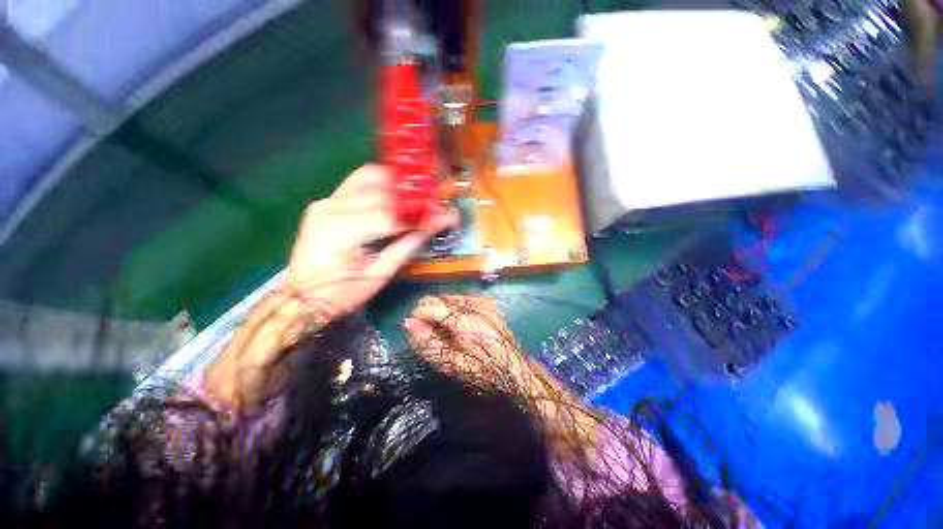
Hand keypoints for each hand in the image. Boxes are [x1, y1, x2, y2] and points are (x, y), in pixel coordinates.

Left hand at [286, 165, 456, 321]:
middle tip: (437, 206)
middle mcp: (331, 208)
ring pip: (368, 178)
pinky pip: (357, 184)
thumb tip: (432, 228)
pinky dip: (381, 185)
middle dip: (415, 200)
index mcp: (342, 232)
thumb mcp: (378, 276)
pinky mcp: (325, 203)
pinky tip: (397, 193)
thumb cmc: (340, 295)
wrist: (298, 299)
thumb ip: (406, 247)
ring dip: (398, 185)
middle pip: (383, 195)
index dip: (423, 216)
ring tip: (420, 196)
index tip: (447, 217)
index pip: (392, 217)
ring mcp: (325, 202)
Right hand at [404, 295, 519, 383]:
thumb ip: (429, 343)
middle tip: (427, 329)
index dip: (419, 315)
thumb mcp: (453, 364)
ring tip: (442, 327)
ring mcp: (485, 303)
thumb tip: (408, 323)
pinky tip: (456, 321)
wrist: (516, 370)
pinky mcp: (490, 304)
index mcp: (467, 321)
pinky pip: (464, 299)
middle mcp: (476, 305)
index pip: (433, 306)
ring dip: (442, 308)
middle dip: (429, 311)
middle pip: (442, 298)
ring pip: (452, 297)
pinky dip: (455, 308)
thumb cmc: (483, 372)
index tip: (413, 325)